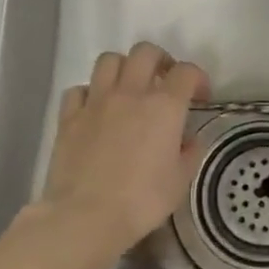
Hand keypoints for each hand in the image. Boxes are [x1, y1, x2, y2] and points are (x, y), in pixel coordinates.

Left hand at [38, 42, 210, 254]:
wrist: (86, 216)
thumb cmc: (142, 201)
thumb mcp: (180, 181)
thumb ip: (190, 153)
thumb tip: (188, 140)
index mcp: (164, 106)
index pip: (186, 72)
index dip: (198, 78)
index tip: (200, 96)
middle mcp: (130, 93)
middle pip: (145, 52)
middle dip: (160, 60)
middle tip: (164, 81)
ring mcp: (96, 102)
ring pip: (109, 60)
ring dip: (123, 68)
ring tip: (129, 88)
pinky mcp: (68, 117)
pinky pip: (79, 90)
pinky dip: (90, 93)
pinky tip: (96, 110)